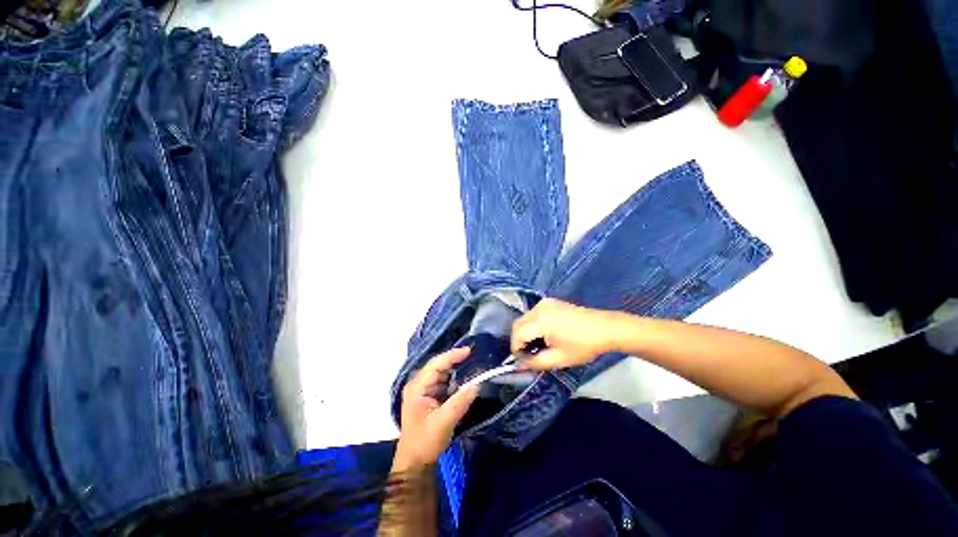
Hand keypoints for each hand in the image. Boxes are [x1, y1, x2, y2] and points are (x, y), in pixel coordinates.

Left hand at [394, 348, 478, 470]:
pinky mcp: (429, 396)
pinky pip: (444, 381)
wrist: (415, 463)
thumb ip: (459, 402)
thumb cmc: (425, 442)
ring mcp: (423, 390)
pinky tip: (465, 377)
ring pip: (442, 372)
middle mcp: (419, 384)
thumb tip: (476, 384)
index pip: (436, 364)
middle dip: (455, 359)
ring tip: (472, 362)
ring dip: (456, 368)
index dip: (452, 355)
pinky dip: (455, 378)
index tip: (469, 351)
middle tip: (473, 354)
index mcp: (417, 387)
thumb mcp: (443, 423)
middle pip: (438, 365)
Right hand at [511, 298, 622, 369]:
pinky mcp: (549, 302)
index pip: (518, 334)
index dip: (516, 349)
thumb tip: (519, 365)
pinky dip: (532, 325)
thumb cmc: (583, 345)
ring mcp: (544, 303)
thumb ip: (536, 362)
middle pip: (518, 324)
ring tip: (536, 346)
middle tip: (527, 355)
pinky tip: (543, 335)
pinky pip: (533, 314)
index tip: (522, 361)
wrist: (605, 328)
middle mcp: (539, 308)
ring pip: (524, 318)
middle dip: (518, 340)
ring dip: (525, 332)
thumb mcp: (559, 359)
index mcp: (541, 321)